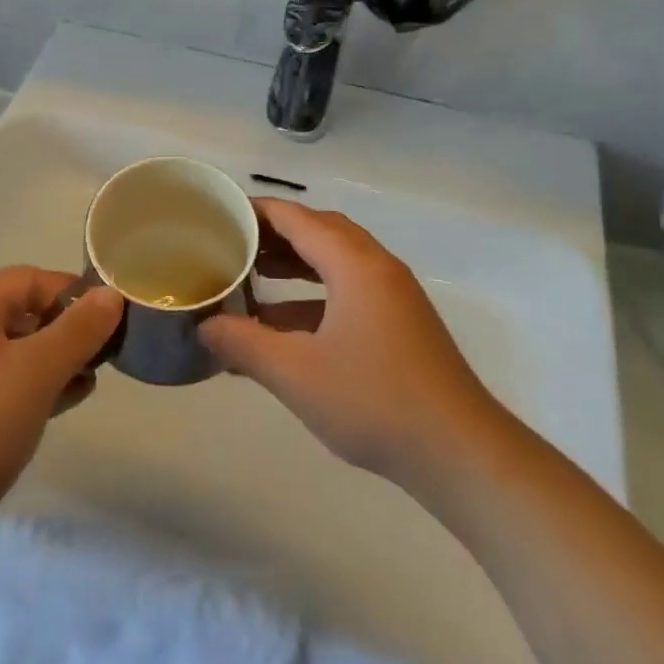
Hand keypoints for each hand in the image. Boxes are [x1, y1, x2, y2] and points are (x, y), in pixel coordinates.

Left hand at [0, 267, 122, 565]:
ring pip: (19, 351)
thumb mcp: (39, 370)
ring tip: (92, 380)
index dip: (73, 293)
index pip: (32, 278)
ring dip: (58, 359)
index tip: (111, 320)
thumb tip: (111, 294)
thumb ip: (80, 328)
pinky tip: (68, 401)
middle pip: (25, 311)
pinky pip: (8, 384)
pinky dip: (39, 386)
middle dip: (69, 328)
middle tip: (105, 353)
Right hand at [200, 199, 510, 487]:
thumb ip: (243, 344)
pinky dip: (314, 294)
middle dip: (273, 235)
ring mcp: (393, 294)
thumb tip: (203, 326)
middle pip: (318, 231)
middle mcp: (377, 266)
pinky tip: (284, 325)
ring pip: (336, 260)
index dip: (255, 210)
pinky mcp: (400, 322)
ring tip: (252, 277)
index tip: (218, 214)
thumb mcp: (296, 374)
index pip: (296, 217)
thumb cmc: (374, 402)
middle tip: (231, 244)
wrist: (460, 452)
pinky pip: (349, 288)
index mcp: (354, 264)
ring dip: (295, 264)